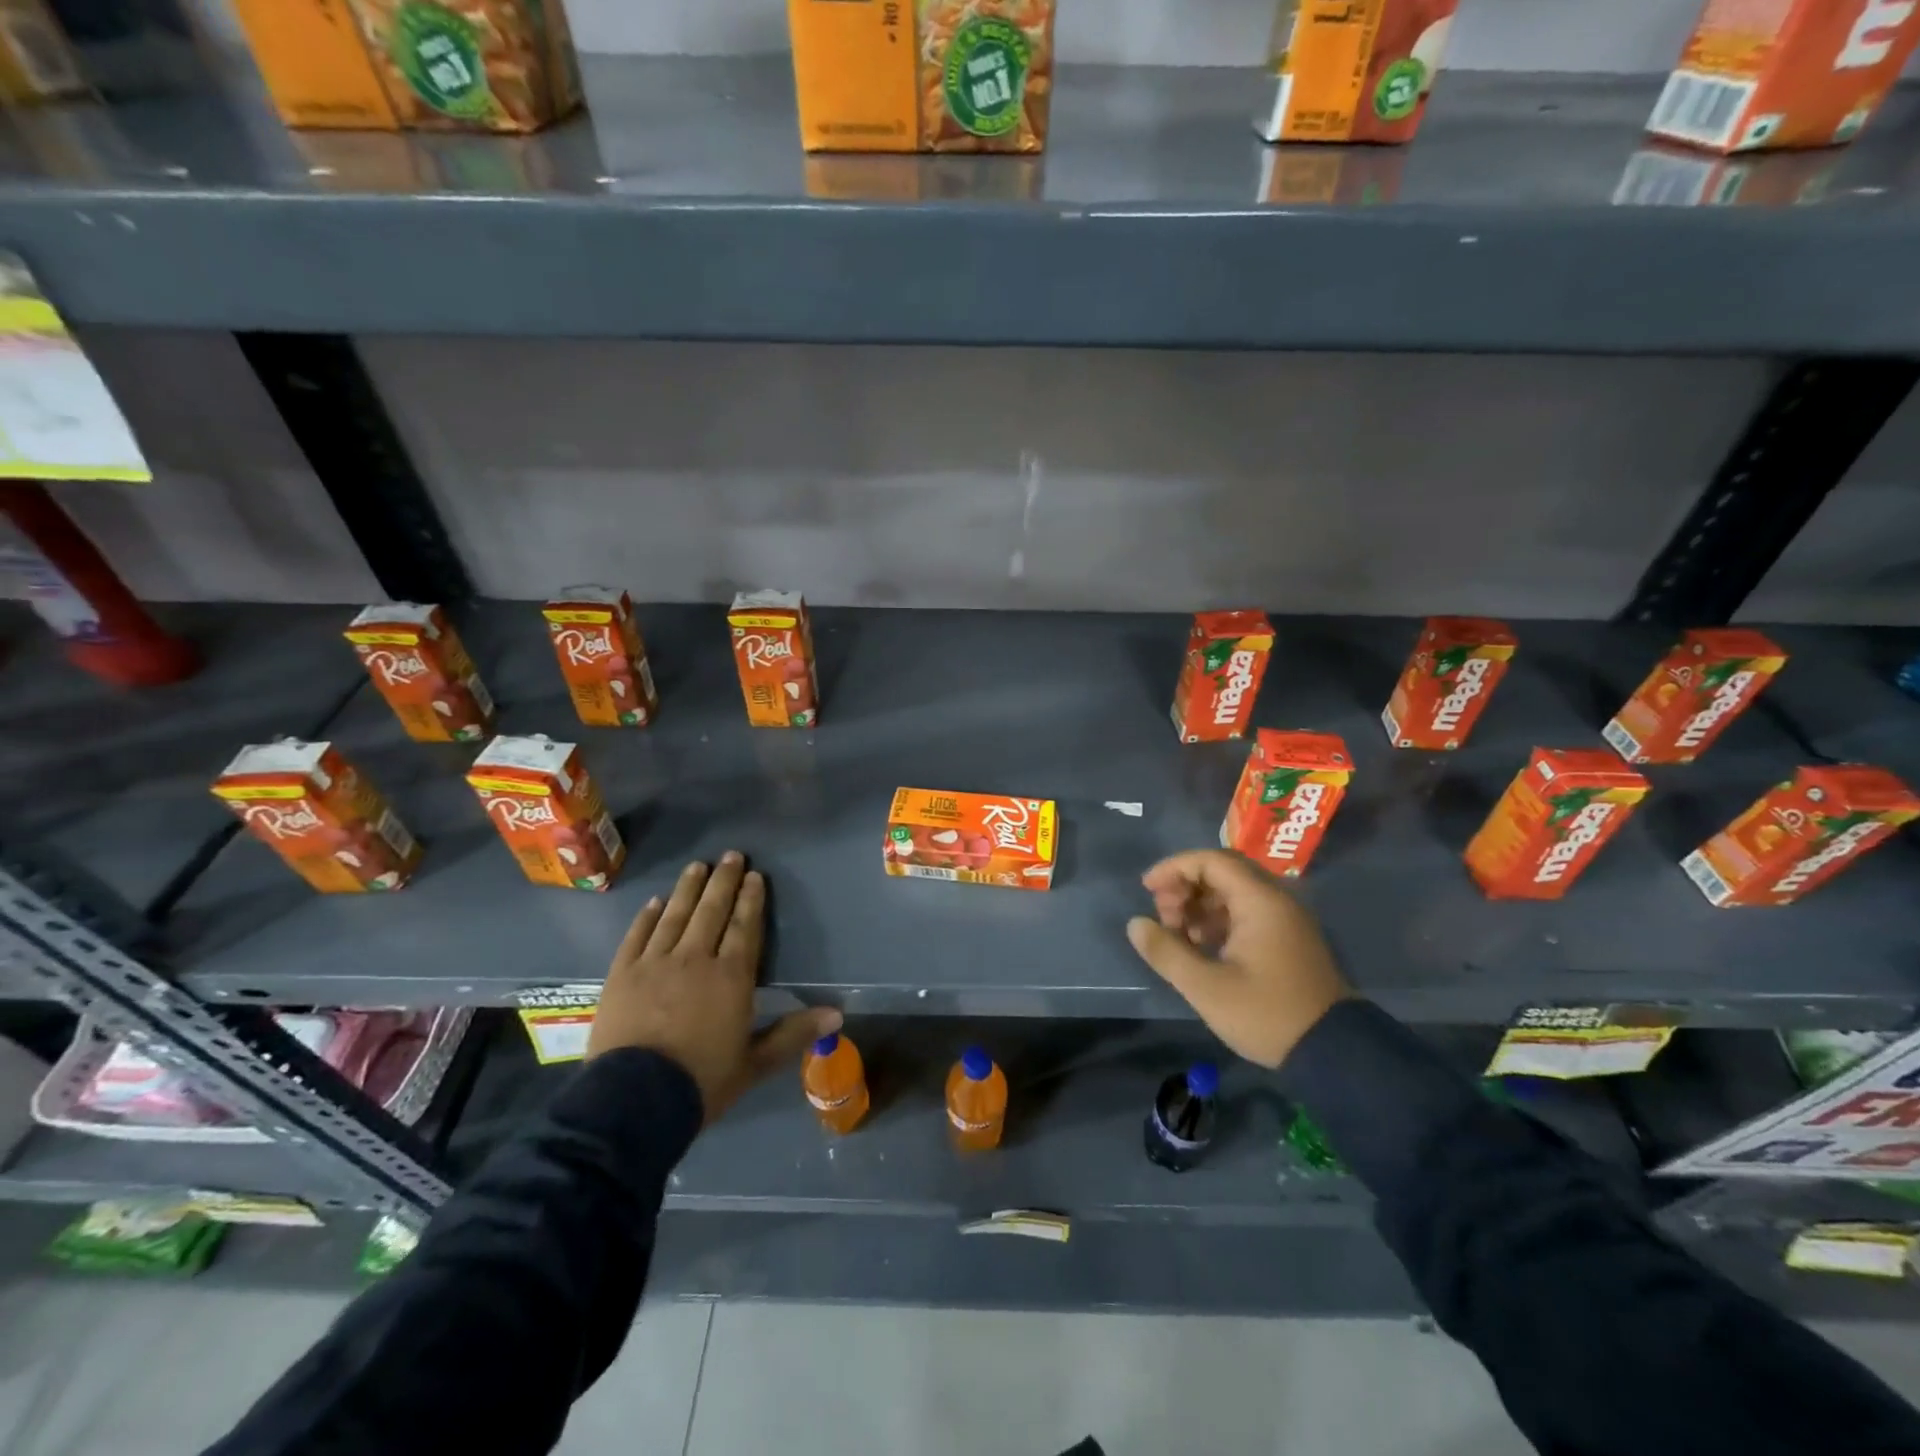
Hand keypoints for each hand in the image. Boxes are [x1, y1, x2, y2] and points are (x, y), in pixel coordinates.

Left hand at [586, 852, 839, 1122]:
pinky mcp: (621, 975)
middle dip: (723, 881)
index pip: (745, 927)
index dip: (751, 900)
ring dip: (688, 889)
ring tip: (697, 866)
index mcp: (731, 976)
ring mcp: (654, 963)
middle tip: (731, 855)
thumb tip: (838, 1013)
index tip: (755, 875)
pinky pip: (637, 936)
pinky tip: (654, 902)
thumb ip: (794, 1033)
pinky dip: (647, 917)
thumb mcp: (755, 1063)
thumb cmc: (701, 1082)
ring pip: (675, 915)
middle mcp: (695, 958)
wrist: (632, 1102)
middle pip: (711, 911)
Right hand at [1126, 849, 1350, 1067]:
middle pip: (1222, 872)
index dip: (1174, 868)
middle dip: (1185, 887)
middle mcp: (1276, 900)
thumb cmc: (1266, 1015)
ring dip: (1199, 905)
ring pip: (1233, 893)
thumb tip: (1135, 924)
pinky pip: (1246, 912)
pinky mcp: (1287, 939)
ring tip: (1177, 934)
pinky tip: (1200, 946)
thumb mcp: (1206, 988)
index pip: (1211, 860)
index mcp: (1260, 902)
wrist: (1333, 1052)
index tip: (1147, 889)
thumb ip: (1166, 952)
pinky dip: (1217, 920)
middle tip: (1163, 915)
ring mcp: (1285, 919)